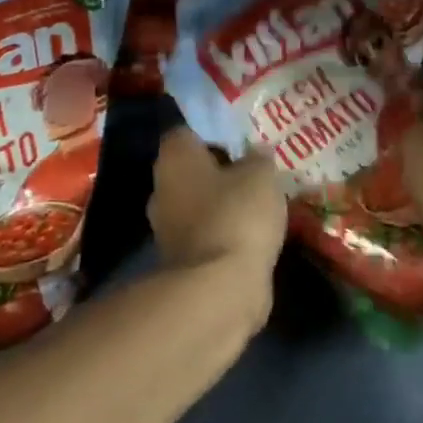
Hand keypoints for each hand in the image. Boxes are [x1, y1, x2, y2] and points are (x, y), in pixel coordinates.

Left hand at [148, 127, 286, 294]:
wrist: (219, 288)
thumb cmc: (236, 215)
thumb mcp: (261, 175)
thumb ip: (258, 158)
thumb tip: (255, 154)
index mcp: (174, 158)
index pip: (186, 134)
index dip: (213, 136)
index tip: (242, 145)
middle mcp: (161, 189)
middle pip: (191, 172)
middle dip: (219, 174)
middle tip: (254, 175)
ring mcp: (167, 229)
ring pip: (198, 206)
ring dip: (222, 207)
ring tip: (260, 208)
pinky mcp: (180, 262)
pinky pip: (206, 237)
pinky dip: (225, 236)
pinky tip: (252, 238)